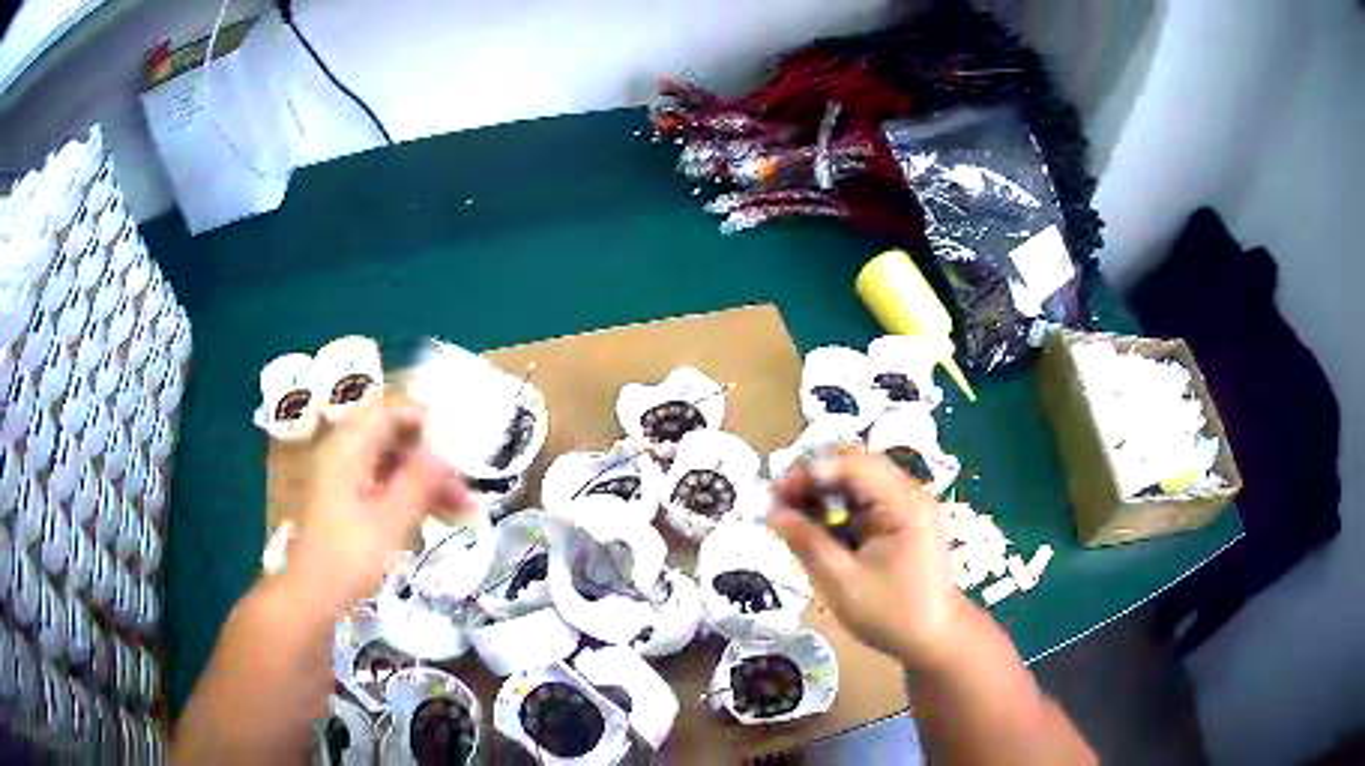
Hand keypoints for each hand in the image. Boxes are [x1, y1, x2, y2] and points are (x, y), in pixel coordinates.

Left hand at [286, 401, 468, 611]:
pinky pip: (379, 485)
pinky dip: (405, 496)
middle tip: (463, 486)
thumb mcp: (390, 522)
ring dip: (422, 482)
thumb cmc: (348, 557)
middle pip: (390, 440)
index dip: (423, 420)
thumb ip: (418, 483)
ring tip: (461, 509)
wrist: (309, 598)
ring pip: (388, 466)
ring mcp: (338, 480)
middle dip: (429, 459)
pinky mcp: (341, 503)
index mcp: (346, 450)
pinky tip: (432, 517)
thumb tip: (444, 455)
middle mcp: (340, 455)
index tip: (457, 440)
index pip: (387, 414)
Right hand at [768, 451, 970, 670]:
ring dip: (823, 496)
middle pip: (854, 466)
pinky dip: (838, 511)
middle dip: (813, 481)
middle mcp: (908, 494)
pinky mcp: (903, 522)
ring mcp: (908, 507)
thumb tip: (772, 512)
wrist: (936, 639)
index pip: (851, 465)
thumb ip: (807, 543)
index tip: (773, 497)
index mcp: (902, 503)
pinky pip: (865, 502)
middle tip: (778, 506)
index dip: (809, 473)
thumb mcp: (842, 582)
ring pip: (857, 483)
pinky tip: (817, 532)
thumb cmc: (892, 614)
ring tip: (791, 520)